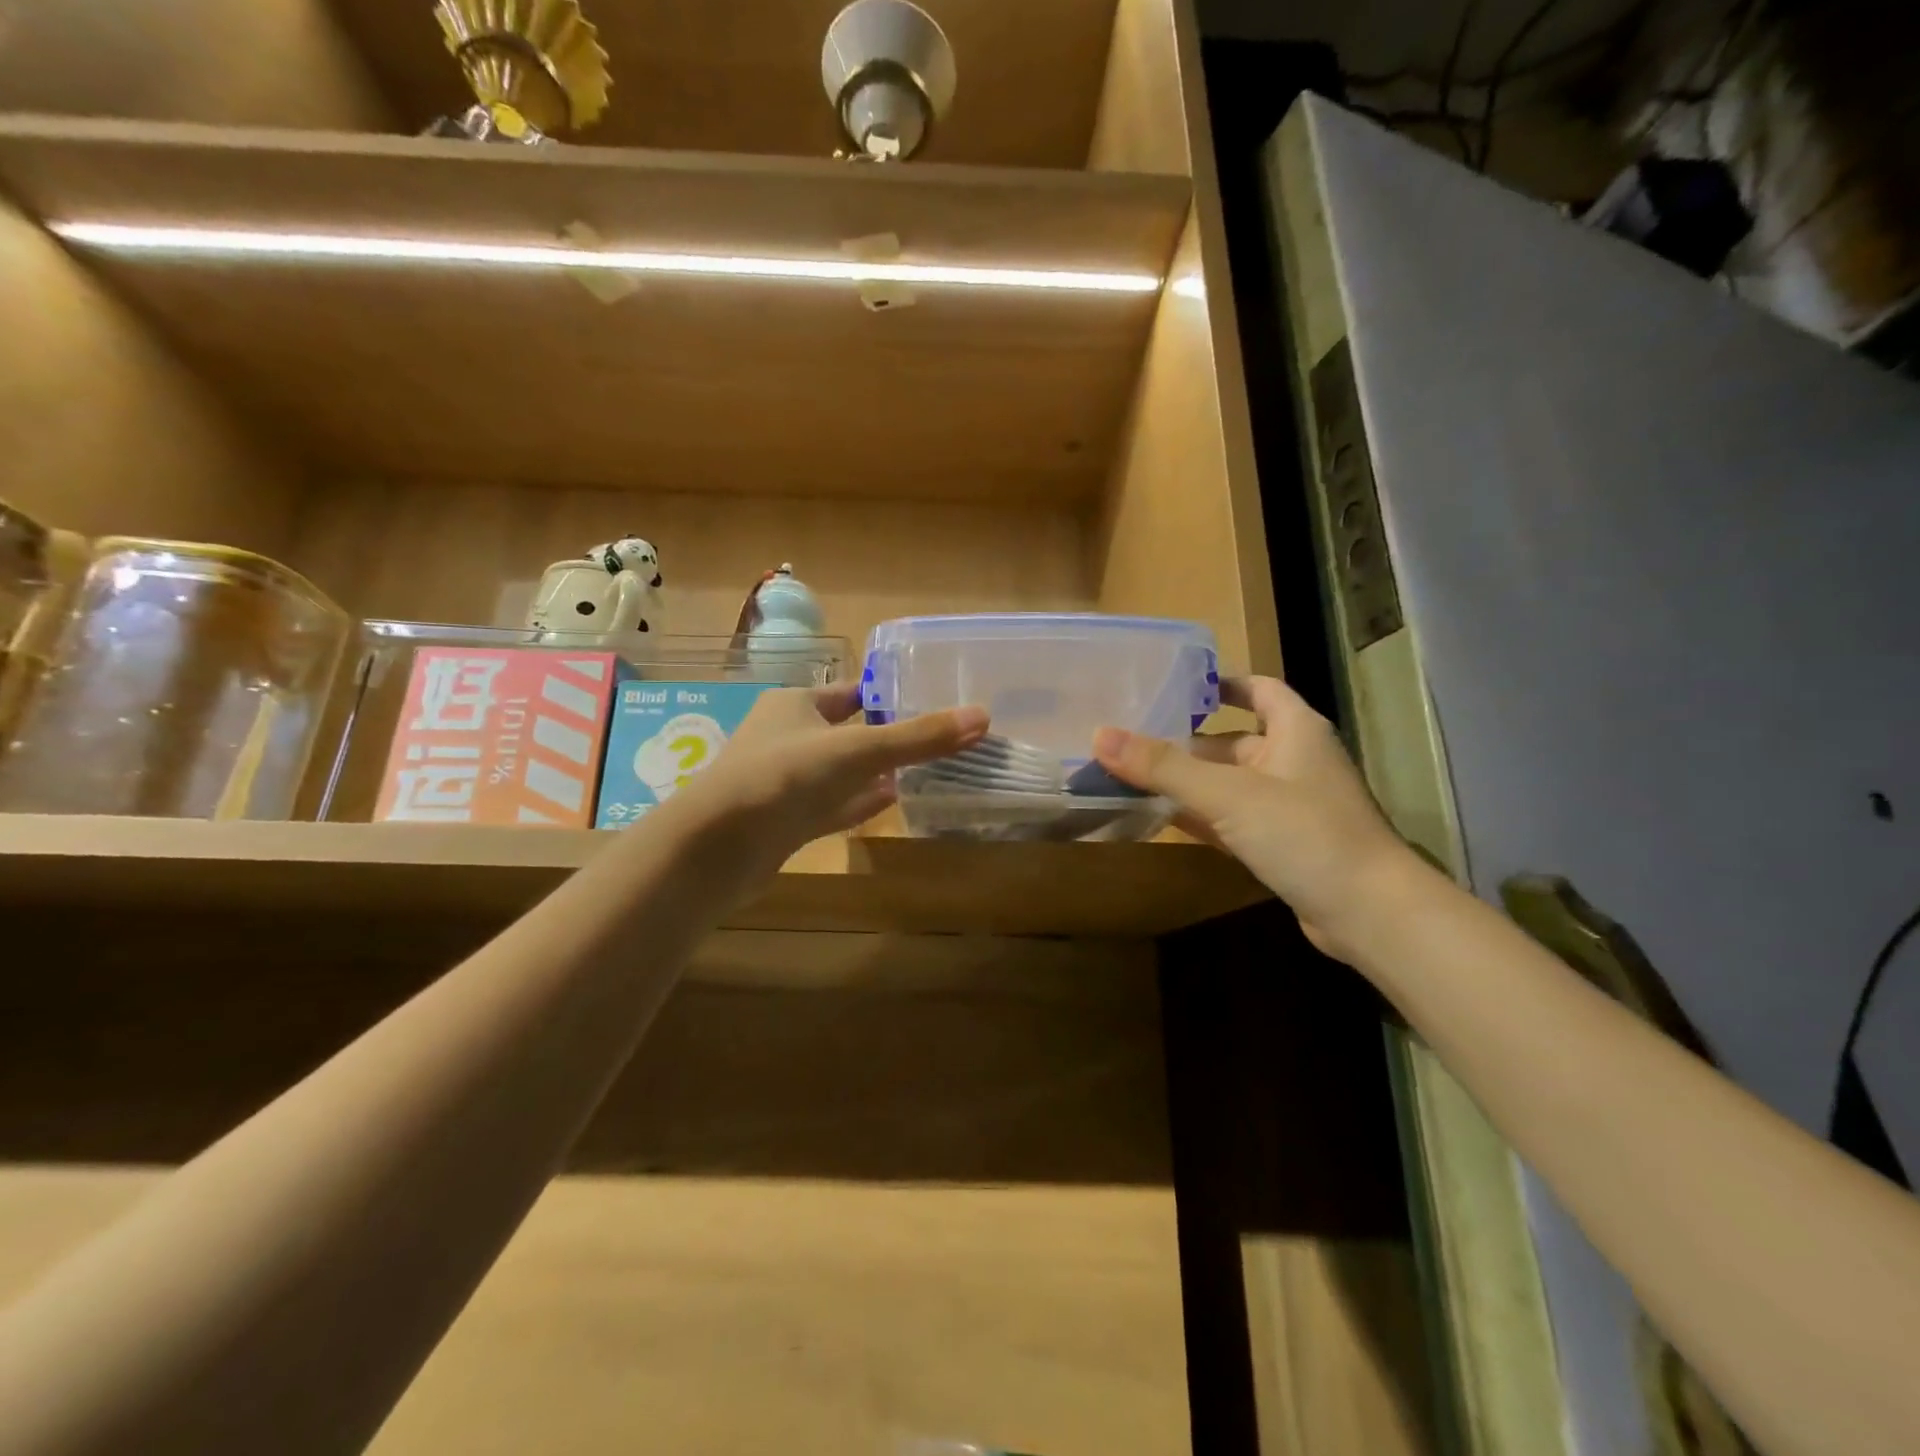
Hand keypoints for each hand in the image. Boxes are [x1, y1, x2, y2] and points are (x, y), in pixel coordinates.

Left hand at [678, 683, 988, 871]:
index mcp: (796, 703)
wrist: (715, 847)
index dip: (888, 695)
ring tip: (920, 770)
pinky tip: (889, 803)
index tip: (929, 701)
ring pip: (839, 771)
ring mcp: (784, 782)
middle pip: (847, 731)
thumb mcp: (857, 750)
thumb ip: (918, 737)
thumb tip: (983, 717)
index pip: (851, 692)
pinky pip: (831, 806)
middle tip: (934, 739)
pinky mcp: (784, 821)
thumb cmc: (783, 777)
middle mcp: (787, 736)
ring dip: (874, 772)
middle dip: (886, 736)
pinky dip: (859, 803)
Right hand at [1093, 676, 1413, 956]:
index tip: (1175, 685)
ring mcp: (1289, 806)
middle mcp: (1294, 761)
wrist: (1369, 914)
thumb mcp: (1228, 794)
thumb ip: (1163, 766)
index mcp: (1295, 731)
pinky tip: (1161, 817)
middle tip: (1132, 737)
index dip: (1222, 683)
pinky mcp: (1282, 844)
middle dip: (1186, 740)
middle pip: (1232, 740)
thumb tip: (1099, 735)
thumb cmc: (1305, 833)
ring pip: (1229, 783)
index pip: (1259, 690)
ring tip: (1133, 774)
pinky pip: (1232, 819)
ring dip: (1188, 781)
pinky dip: (1201, 816)